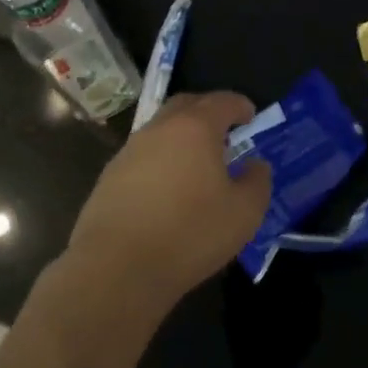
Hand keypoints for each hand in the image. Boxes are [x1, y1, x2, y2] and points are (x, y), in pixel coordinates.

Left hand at [63, 92, 272, 317]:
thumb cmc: (190, 233)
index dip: (239, 105)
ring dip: (181, 136)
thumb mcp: (244, 213)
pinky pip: (143, 155)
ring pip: (161, 129)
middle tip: (224, 131)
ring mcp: (130, 150)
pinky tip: (168, 188)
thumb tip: (255, 165)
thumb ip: (257, 182)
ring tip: (197, 163)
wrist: (117, 267)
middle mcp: (159, 129)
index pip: (222, 101)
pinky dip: (161, 159)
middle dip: (208, 111)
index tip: (250, 114)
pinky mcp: (110, 175)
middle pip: (186, 105)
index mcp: (195, 128)